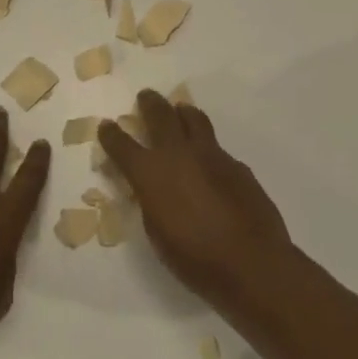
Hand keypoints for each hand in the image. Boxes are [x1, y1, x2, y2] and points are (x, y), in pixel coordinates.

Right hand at [97, 90, 293, 314]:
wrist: (250, 261)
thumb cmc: (194, 257)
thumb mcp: (156, 232)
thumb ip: (151, 201)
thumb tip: (153, 188)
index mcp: (149, 172)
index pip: (121, 144)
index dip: (111, 134)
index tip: (106, 126)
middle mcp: (178, 154)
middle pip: (159, 115)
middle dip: (149, 103)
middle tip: (145, 97)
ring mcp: (211, 155)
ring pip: (193, 119)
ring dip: (182, 112)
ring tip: (180, 111)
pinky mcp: (237, 164)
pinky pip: (216, 147)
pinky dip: (206, 147)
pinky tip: (209, 161)